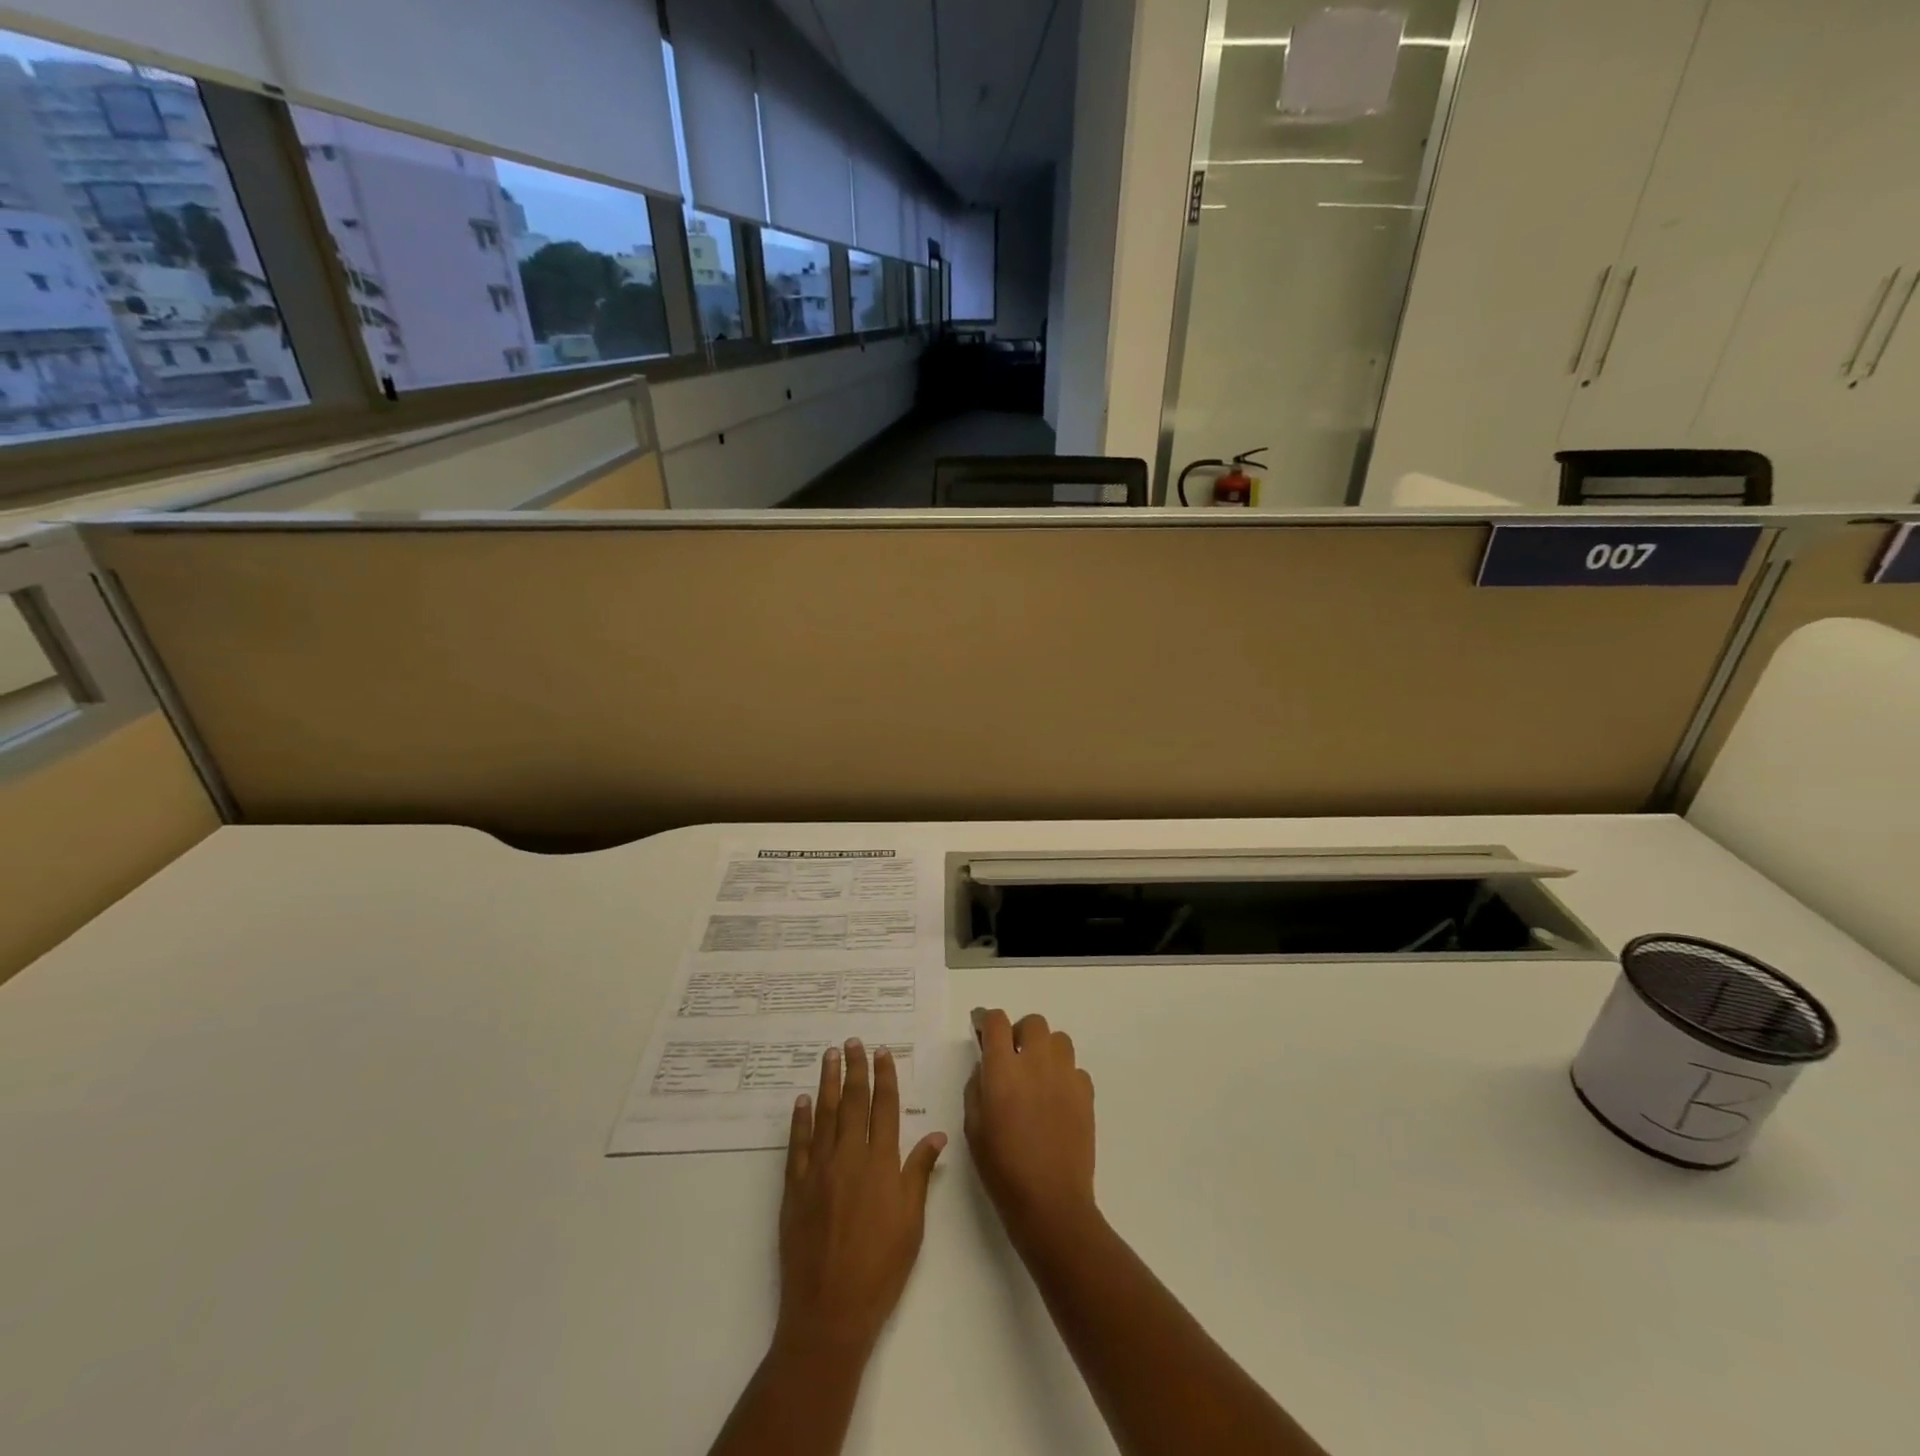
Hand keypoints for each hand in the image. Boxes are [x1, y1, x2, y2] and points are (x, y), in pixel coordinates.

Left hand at [777, 1039, 946, 1356]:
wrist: (830, 1311)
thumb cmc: (880, 1268)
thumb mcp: (912, 1223)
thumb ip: (919, 1174)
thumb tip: (936, 1135)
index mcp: (881, 1164)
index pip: (884, 1108)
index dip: (884, 1077)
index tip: (882, 1052)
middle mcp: (849, 1157)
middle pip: (853, 1103)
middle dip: (855, 1069)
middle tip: (852, 1042)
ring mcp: (818, 1170)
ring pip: (824, 1115)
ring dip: (828, 1082)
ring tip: (829, 1056)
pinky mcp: (795, 1187)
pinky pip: (798, 1144)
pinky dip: (800, 1120)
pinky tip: (802, 1101)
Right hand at [964, 1010, 1098, 1255]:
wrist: (1050, 1202)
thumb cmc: (1003, 1169)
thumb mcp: (973, 1128)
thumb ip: (976, 1087)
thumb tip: (986, 1067)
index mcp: (1004, 1070)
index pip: (996, 1022)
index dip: (985, 1019)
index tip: (980, 1027)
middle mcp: (1037, 1063)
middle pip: (1032, 1023)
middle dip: (1019, 1032)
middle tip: (1011, 1056)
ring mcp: (1066, 1076)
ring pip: (1059, 1039)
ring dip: (1045, 1049)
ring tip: (1036, 1074)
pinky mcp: (1086, 1094)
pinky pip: (1075, 1068)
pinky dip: (1064, 1074)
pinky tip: (1055, 1098)